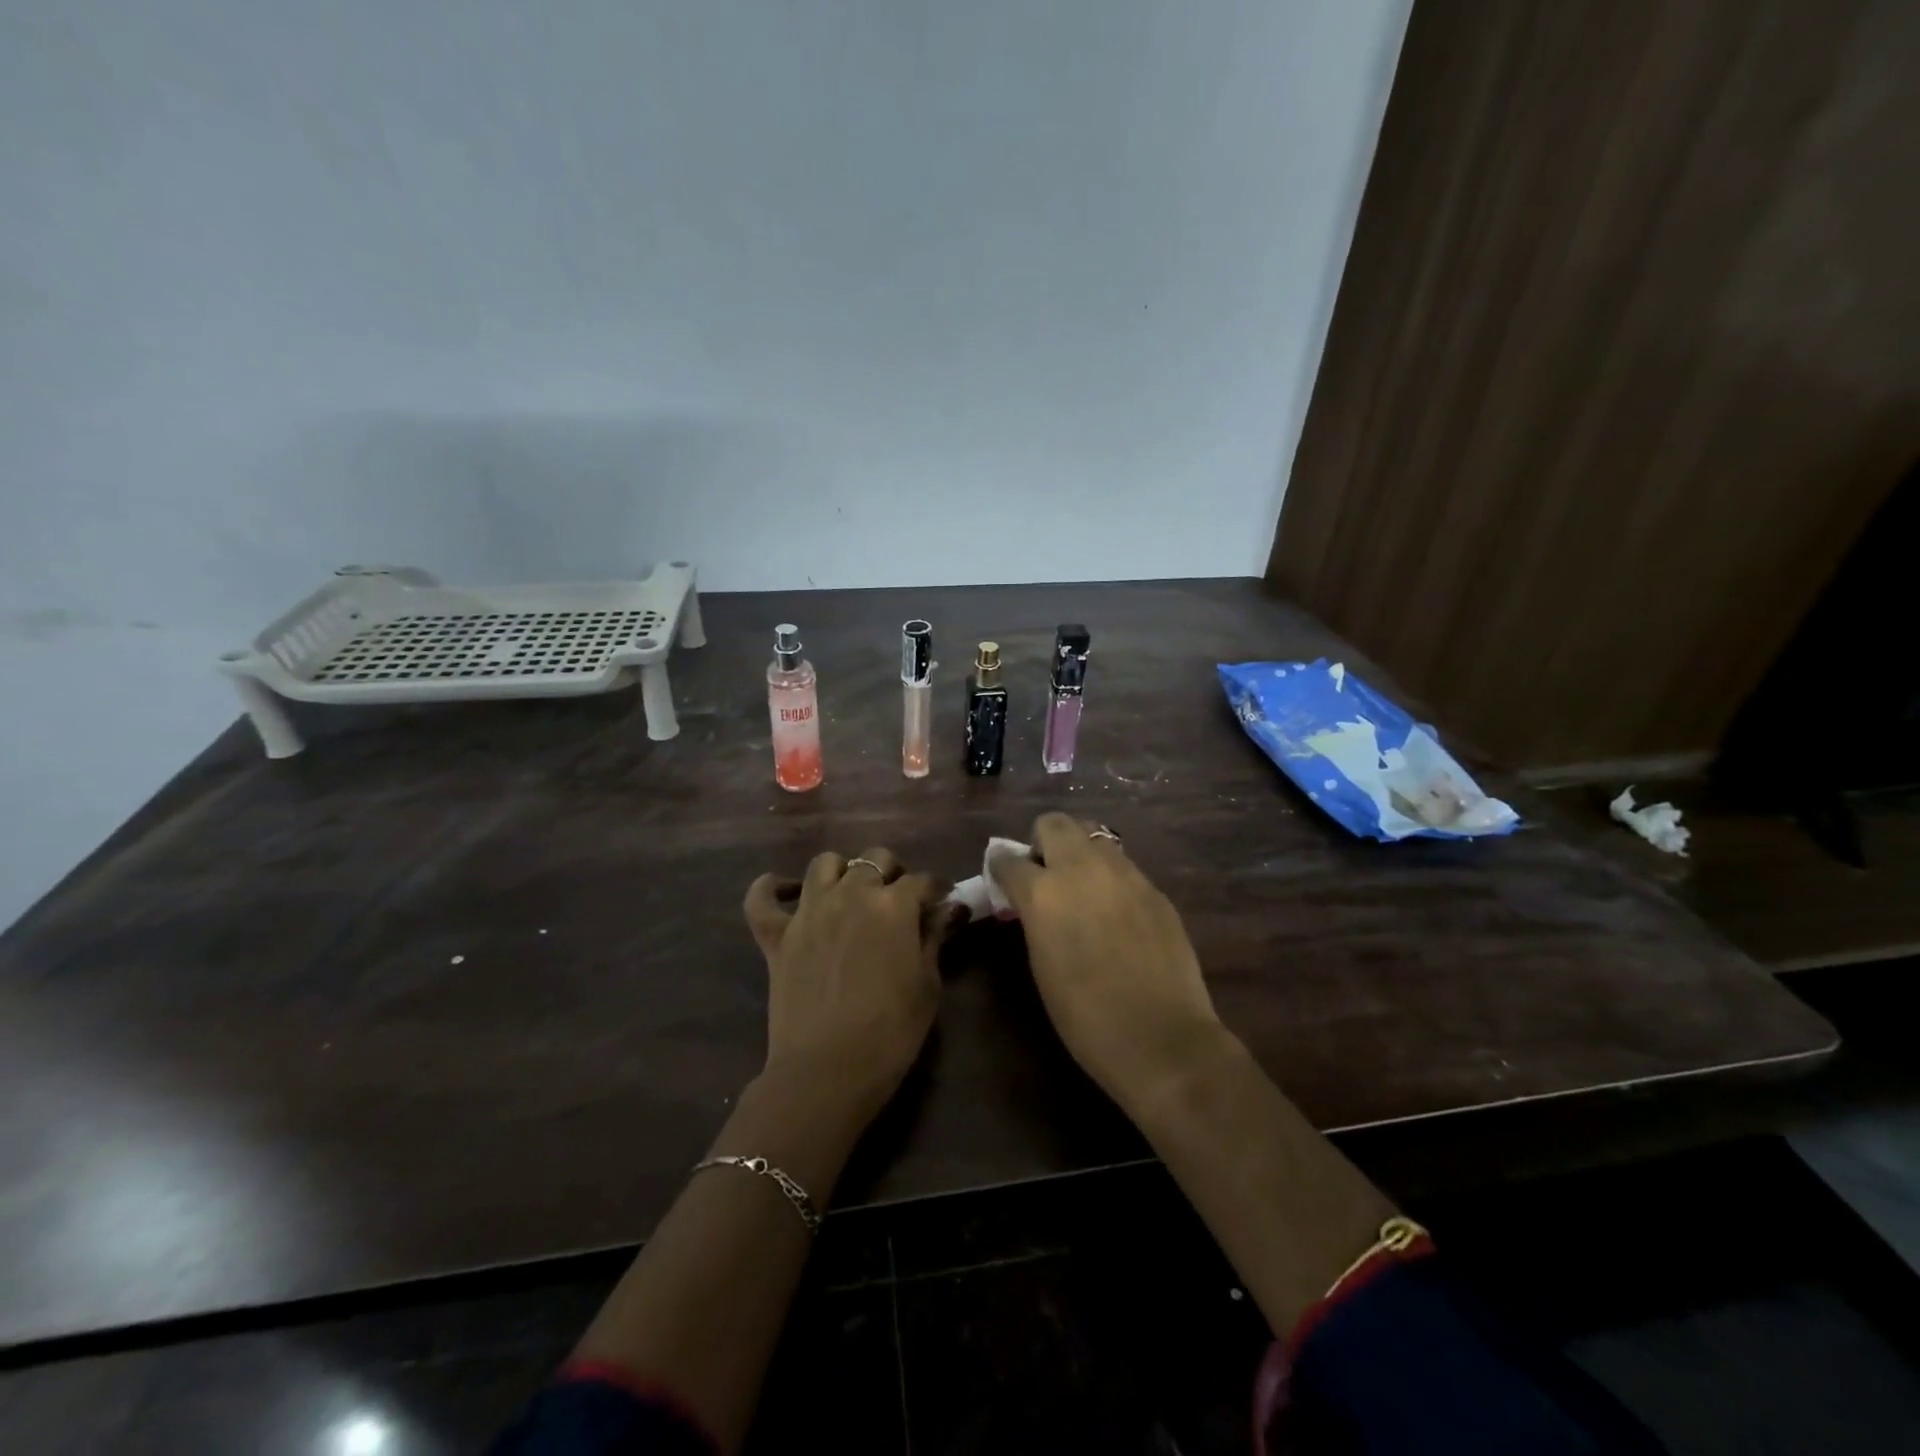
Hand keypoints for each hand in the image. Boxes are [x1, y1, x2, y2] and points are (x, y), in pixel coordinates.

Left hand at [744, 848, 953, 1127]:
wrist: (827, 1071)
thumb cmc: (890, 1032)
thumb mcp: (927, 985)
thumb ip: (934, 939)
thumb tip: (947, 910)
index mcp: (893, 905)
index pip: (922, 880)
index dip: (936, 889)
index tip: (942, 902)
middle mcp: (850, 894)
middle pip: (875, 859)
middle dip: (892, 872)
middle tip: (898, 898)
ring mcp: (808, 911)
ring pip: (824, 863)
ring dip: (842, 871)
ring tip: (850, 892)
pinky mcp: (776, 935)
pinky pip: (762, 898)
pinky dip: (772, 889)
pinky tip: (787, 894)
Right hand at [995, 813, 1228, 1115]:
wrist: (1161, 1037)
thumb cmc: (1085, 1016)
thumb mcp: (1041, 963)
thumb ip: (1034, 919)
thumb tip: (1031, 902)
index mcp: (1043, 892)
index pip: (1008, 859)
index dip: (1002, 867)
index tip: (1003, 879)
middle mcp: (1082, 868)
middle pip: (1054, 823)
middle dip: (1042, 840)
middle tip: (1045, 873)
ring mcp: (1124, 873)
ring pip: (1094, 835)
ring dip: (1079, 851)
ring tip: (1082, 886)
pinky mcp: (1154, 888)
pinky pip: (1123, 865)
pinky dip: (1109, 875)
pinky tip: (1116, 910)